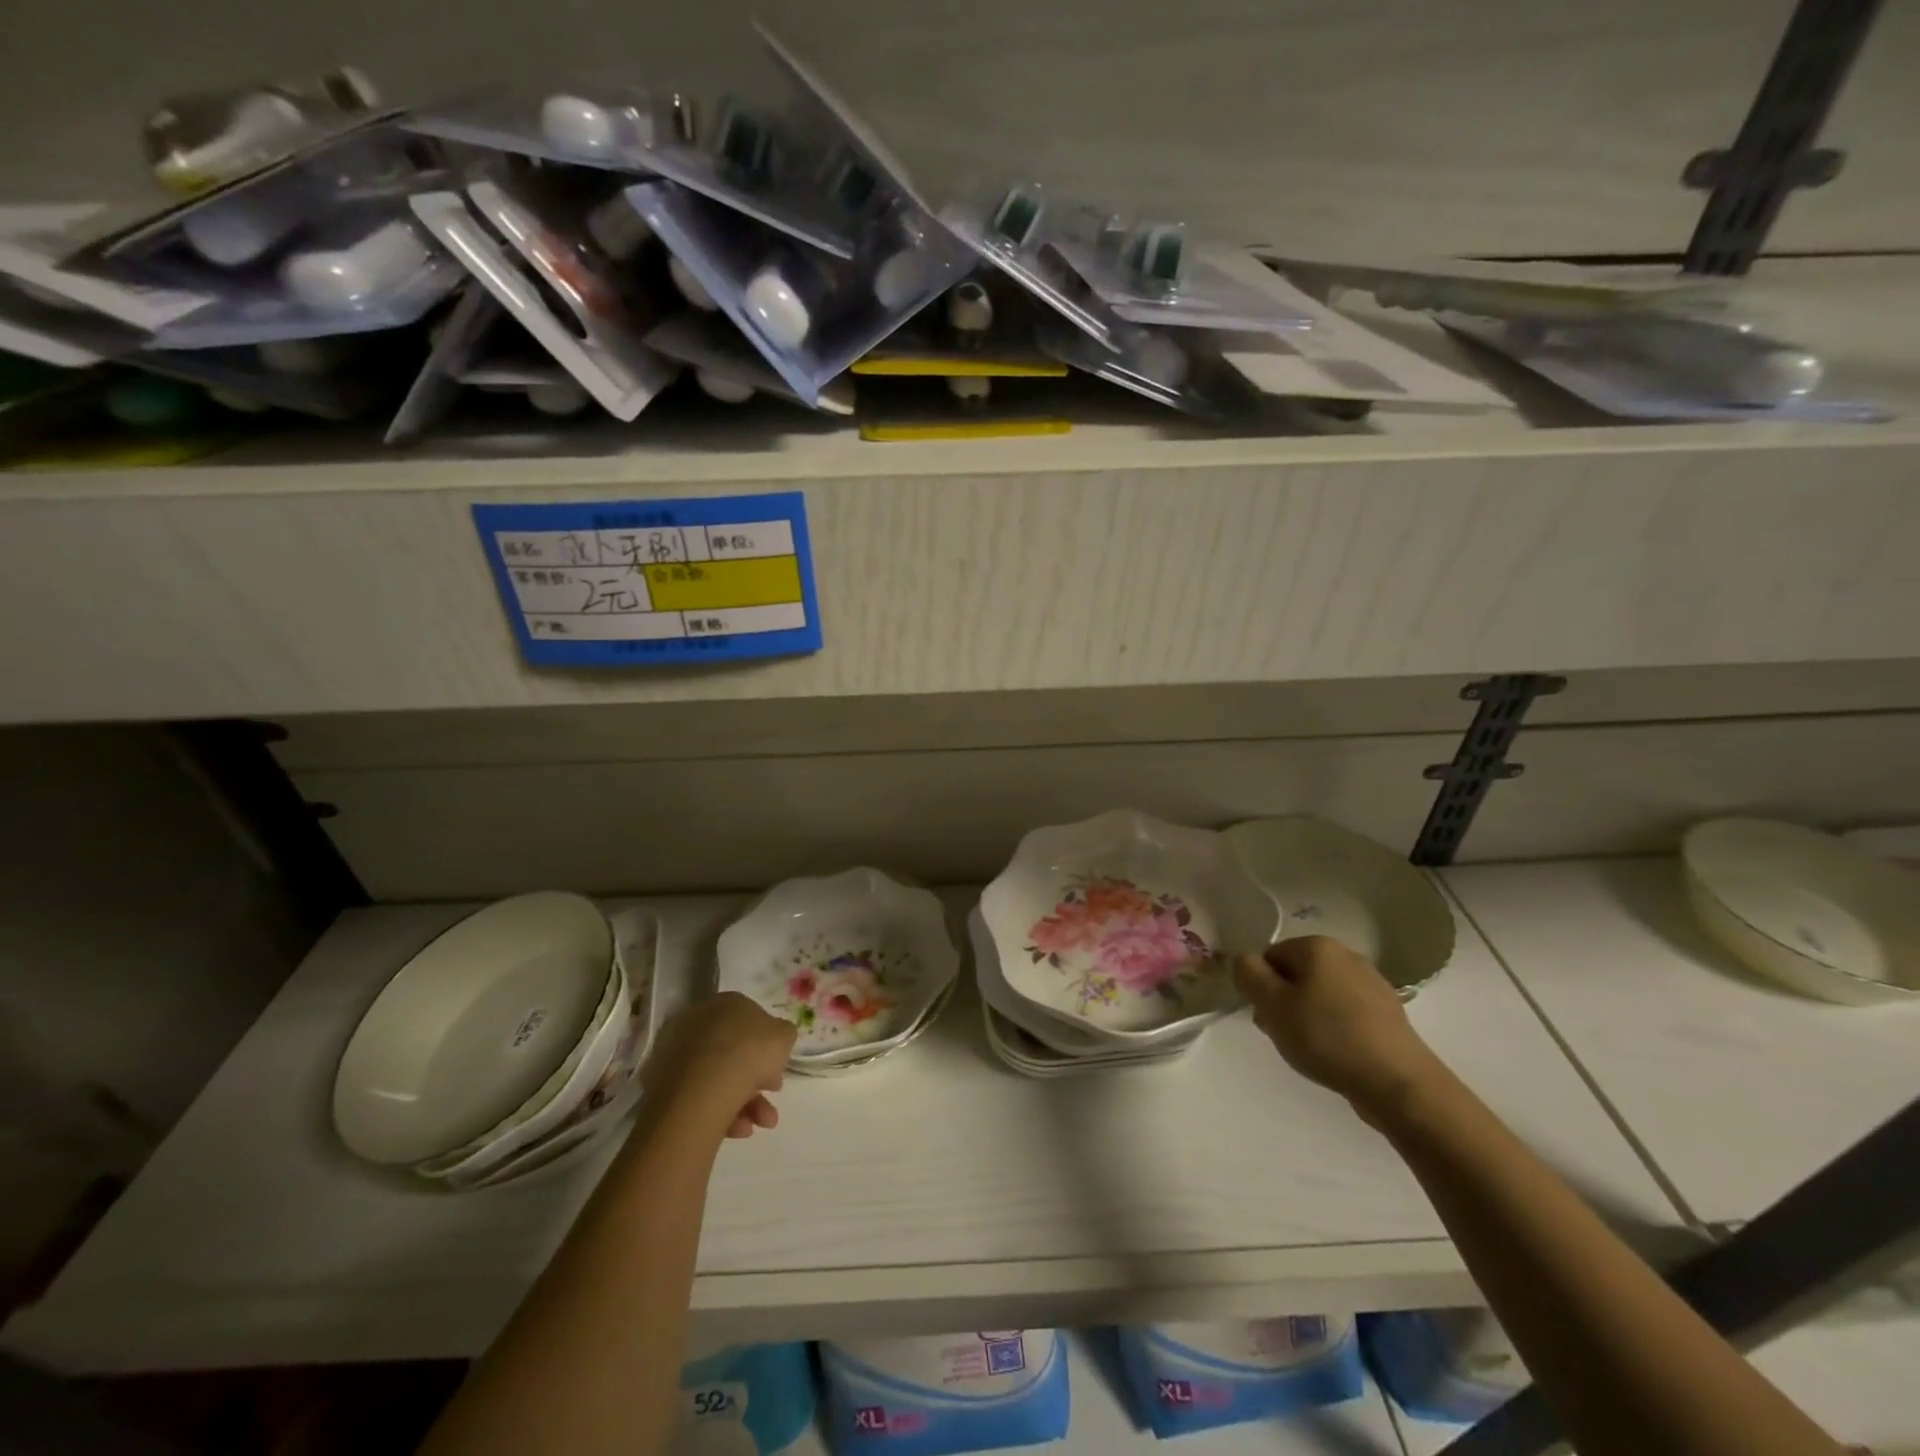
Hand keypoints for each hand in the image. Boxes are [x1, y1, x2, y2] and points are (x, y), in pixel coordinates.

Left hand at [643, 993, 796, 1140]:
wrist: (704, 1088)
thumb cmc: (749, 1052)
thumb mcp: (784, 1036)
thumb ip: (782, 1034)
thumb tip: (776, 1038)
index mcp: (726, 1003)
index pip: (749, 1021)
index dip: (768, 1045)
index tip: (779, 1067)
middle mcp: (698, 1023)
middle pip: (733, 1052)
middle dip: (758, 1078)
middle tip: (773, 1095)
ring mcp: (677, 1054)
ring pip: (719, 1078)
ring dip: (747, 1102)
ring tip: (763, 1123)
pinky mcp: (662, 1086)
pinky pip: (700, 1097)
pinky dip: (723, 1113)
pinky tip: (740, 1130)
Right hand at [1234, 936, 1444, 1123]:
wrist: (1397, 1082)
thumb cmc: (1326, 1037)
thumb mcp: (1271, 1004)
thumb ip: (1248, 973)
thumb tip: (1245, 960)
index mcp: (1317, 946)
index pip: (1270, 957)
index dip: (1261, 987)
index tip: (1267, 1017)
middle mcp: (1346, 955)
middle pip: (1296, 974)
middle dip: (1284, 1002)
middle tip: (1284, 1035)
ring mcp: (1372, 983)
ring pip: (1321, 994)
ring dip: (1308, 1016)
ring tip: (1311, 1049)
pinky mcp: (1388, 1012)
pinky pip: (1346, 1012)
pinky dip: (1335, 1028)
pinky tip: (1337, 1054)